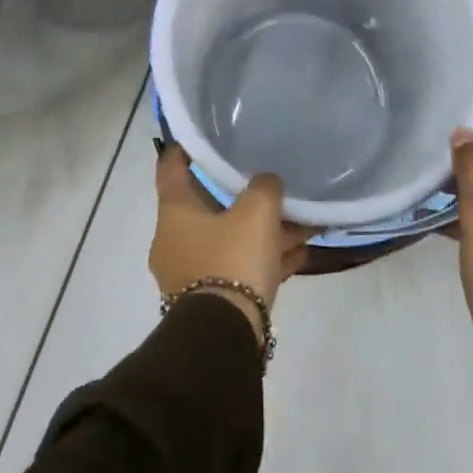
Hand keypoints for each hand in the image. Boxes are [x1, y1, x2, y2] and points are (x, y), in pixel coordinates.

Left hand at [151, 146, 313, 344]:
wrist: (223, 338)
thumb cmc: (232, 260)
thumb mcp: (256, 212)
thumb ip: (264, 187)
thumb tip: (267, 184)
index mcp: (175, 212)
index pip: (171, 167)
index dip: (185, 147)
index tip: (201, 134)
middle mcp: (176, 240)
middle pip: (210, 206)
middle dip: (242, 195)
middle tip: (268, 179)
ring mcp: (192, 273)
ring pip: (231, 239)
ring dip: (263, 230)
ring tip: (301, 219)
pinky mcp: (213, 301)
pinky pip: (241, 268)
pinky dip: (266, 258)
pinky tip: (299, 252)